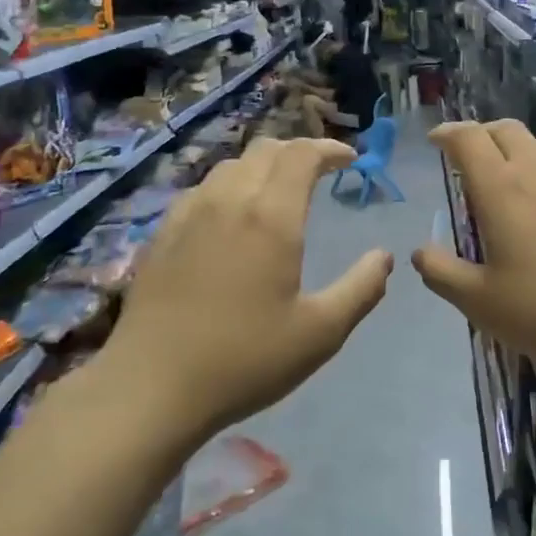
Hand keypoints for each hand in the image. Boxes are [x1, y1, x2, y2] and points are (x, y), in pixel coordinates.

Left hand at [105, 138, 392, 438]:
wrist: (151, 386)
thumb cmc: (245, 359)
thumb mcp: (320, 332)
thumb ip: (361, 288)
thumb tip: (384, 256)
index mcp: (270, 217)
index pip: (301, 154)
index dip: (329, 148)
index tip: (351, 159)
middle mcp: (229, 200)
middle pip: (266, 149)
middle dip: (299, 151)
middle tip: (322, 171)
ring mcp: (189, 213)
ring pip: (232, 165)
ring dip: (264, 165)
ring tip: (280, 189)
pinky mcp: (163, 233)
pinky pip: (203, 188)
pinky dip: (231, 184)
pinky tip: (232, 215)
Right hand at [411, 121, 535, 382]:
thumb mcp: (481, 302)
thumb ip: (442, 274)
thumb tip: (420, 252)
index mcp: (501, 188)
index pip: (468, 138)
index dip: (447, 133)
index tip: (435, 141)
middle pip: (505, 129)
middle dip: (480, 134)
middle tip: (468, 159)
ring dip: (516, 151)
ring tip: (509, 180)